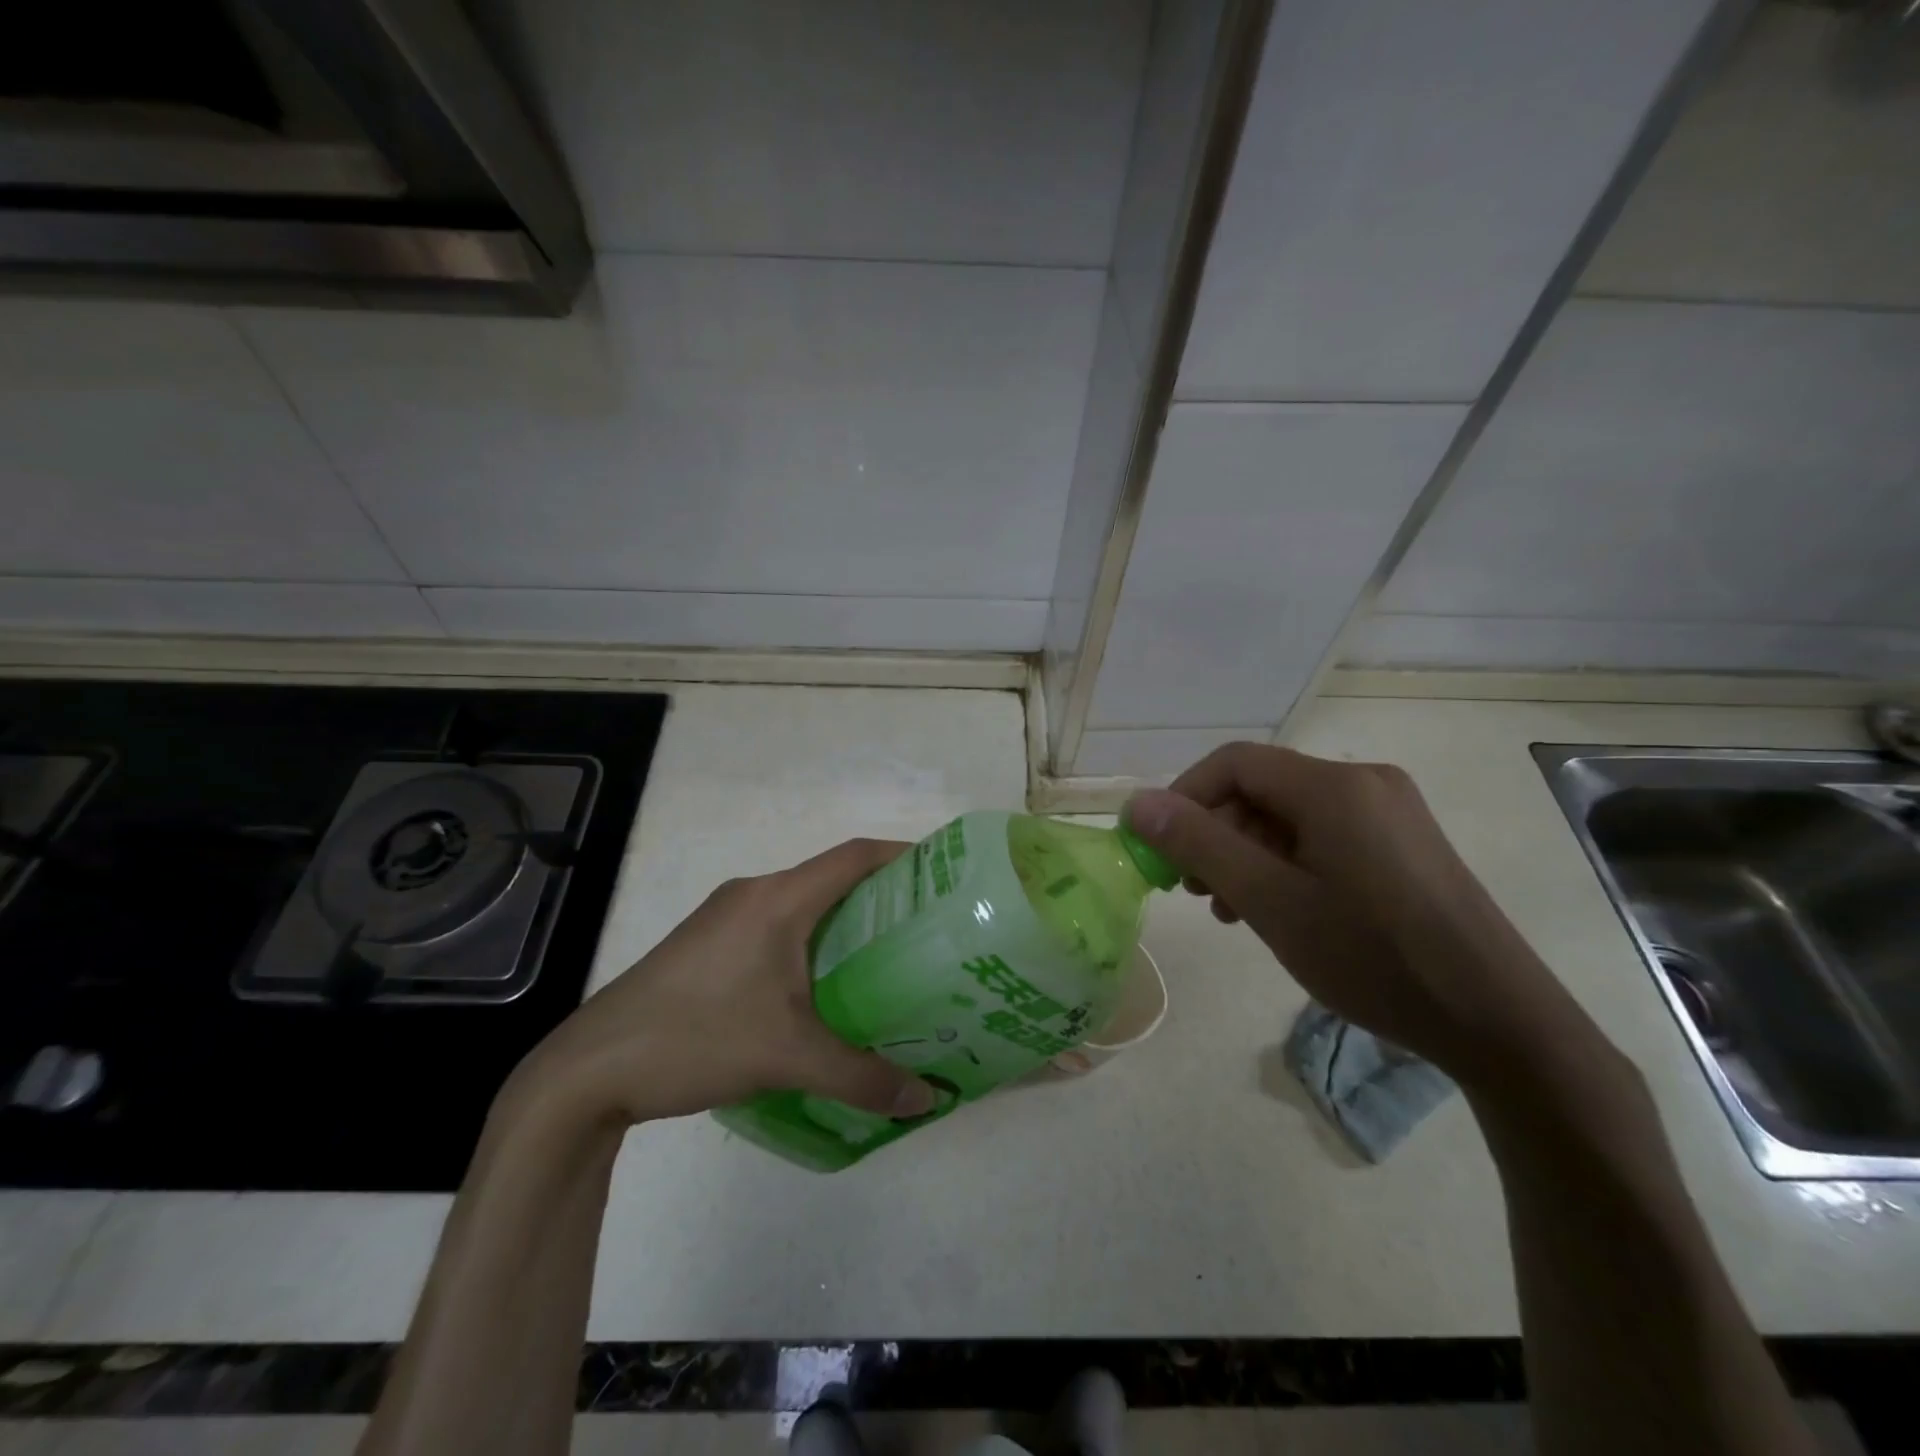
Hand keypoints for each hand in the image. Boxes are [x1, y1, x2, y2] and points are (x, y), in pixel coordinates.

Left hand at [509, 839, 938, 1126]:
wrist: (588, 1069)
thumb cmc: (696, 1040)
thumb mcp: (788, 1059)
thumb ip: (863, 1077)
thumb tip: (927, 1099)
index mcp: (777, 900)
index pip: (854, 856)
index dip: (902, 857)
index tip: (942, 876)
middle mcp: (753, 894)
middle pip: (830, 878)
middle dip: (879, 897)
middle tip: (925, 930)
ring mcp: (723, 916)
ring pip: (801, 904)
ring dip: (841, 922)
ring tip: (884, 960)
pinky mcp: (705, 943)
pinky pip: (774, 925)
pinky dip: (808, 941)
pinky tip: (821, 987)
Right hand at [1123, 744, 1587, 1082]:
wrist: (1498, 1021)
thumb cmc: (1373, 957)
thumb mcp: (1271, 902)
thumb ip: (1199, 846)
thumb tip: (1136, 803)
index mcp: (1333, 786)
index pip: (1234, 763)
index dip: (1184, 797)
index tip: (1160, 850)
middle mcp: (1364, 783)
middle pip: (1261, 789)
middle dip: (1216, 834)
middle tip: (1196, 892)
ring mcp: (1390, 812)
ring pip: (1290, 816)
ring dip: (1247, 854)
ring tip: (1232, 910)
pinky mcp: (1403, 844)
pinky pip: (1323, 837)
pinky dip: (1286, 864)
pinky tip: (1278, 909)